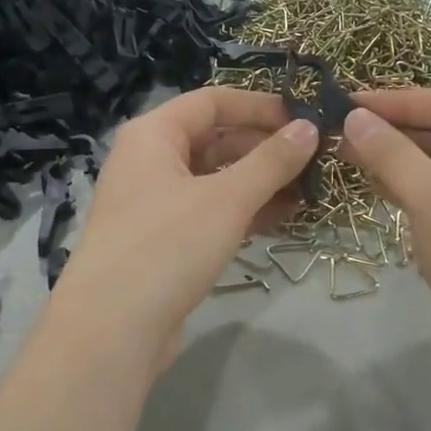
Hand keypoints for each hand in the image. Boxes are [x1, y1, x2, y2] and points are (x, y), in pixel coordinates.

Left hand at [47, 87, 317, 375]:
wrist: (114, 329)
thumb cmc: (167, 246)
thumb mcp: (227, 198)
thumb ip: (271, 161)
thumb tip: (309, 128)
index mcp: (154, 135)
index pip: (213, 101)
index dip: (260, 106)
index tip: (305, 119)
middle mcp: (151, 161)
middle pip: (216, 139)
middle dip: (266, 148)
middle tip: (316, 158)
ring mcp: (156, 203)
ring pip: (217, 179)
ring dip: (261, 181)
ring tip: (310, 188)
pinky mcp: (166, 241)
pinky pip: (212, 212)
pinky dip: (246, 210)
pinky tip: (285, 216)